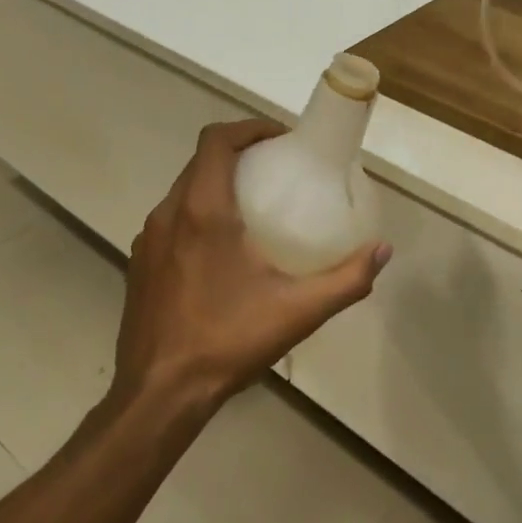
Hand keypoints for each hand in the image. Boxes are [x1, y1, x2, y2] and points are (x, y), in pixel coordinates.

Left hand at [117, 120, 391, 414]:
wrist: (158, 395)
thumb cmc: (227, 341)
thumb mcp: (297, 311)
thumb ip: (346, 279)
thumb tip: (382, 250)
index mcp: (203, 210)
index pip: (216, 140)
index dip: (249, 127)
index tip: (281, 140)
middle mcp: (169, 213)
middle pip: (201, 160)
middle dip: (239, 153)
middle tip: (277, 169)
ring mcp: (148, 239)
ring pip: (184, 189)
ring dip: (217, 183)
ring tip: (254, 205)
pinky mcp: (139, 263)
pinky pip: (172, 219)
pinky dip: (198, 213)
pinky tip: (222, 249)